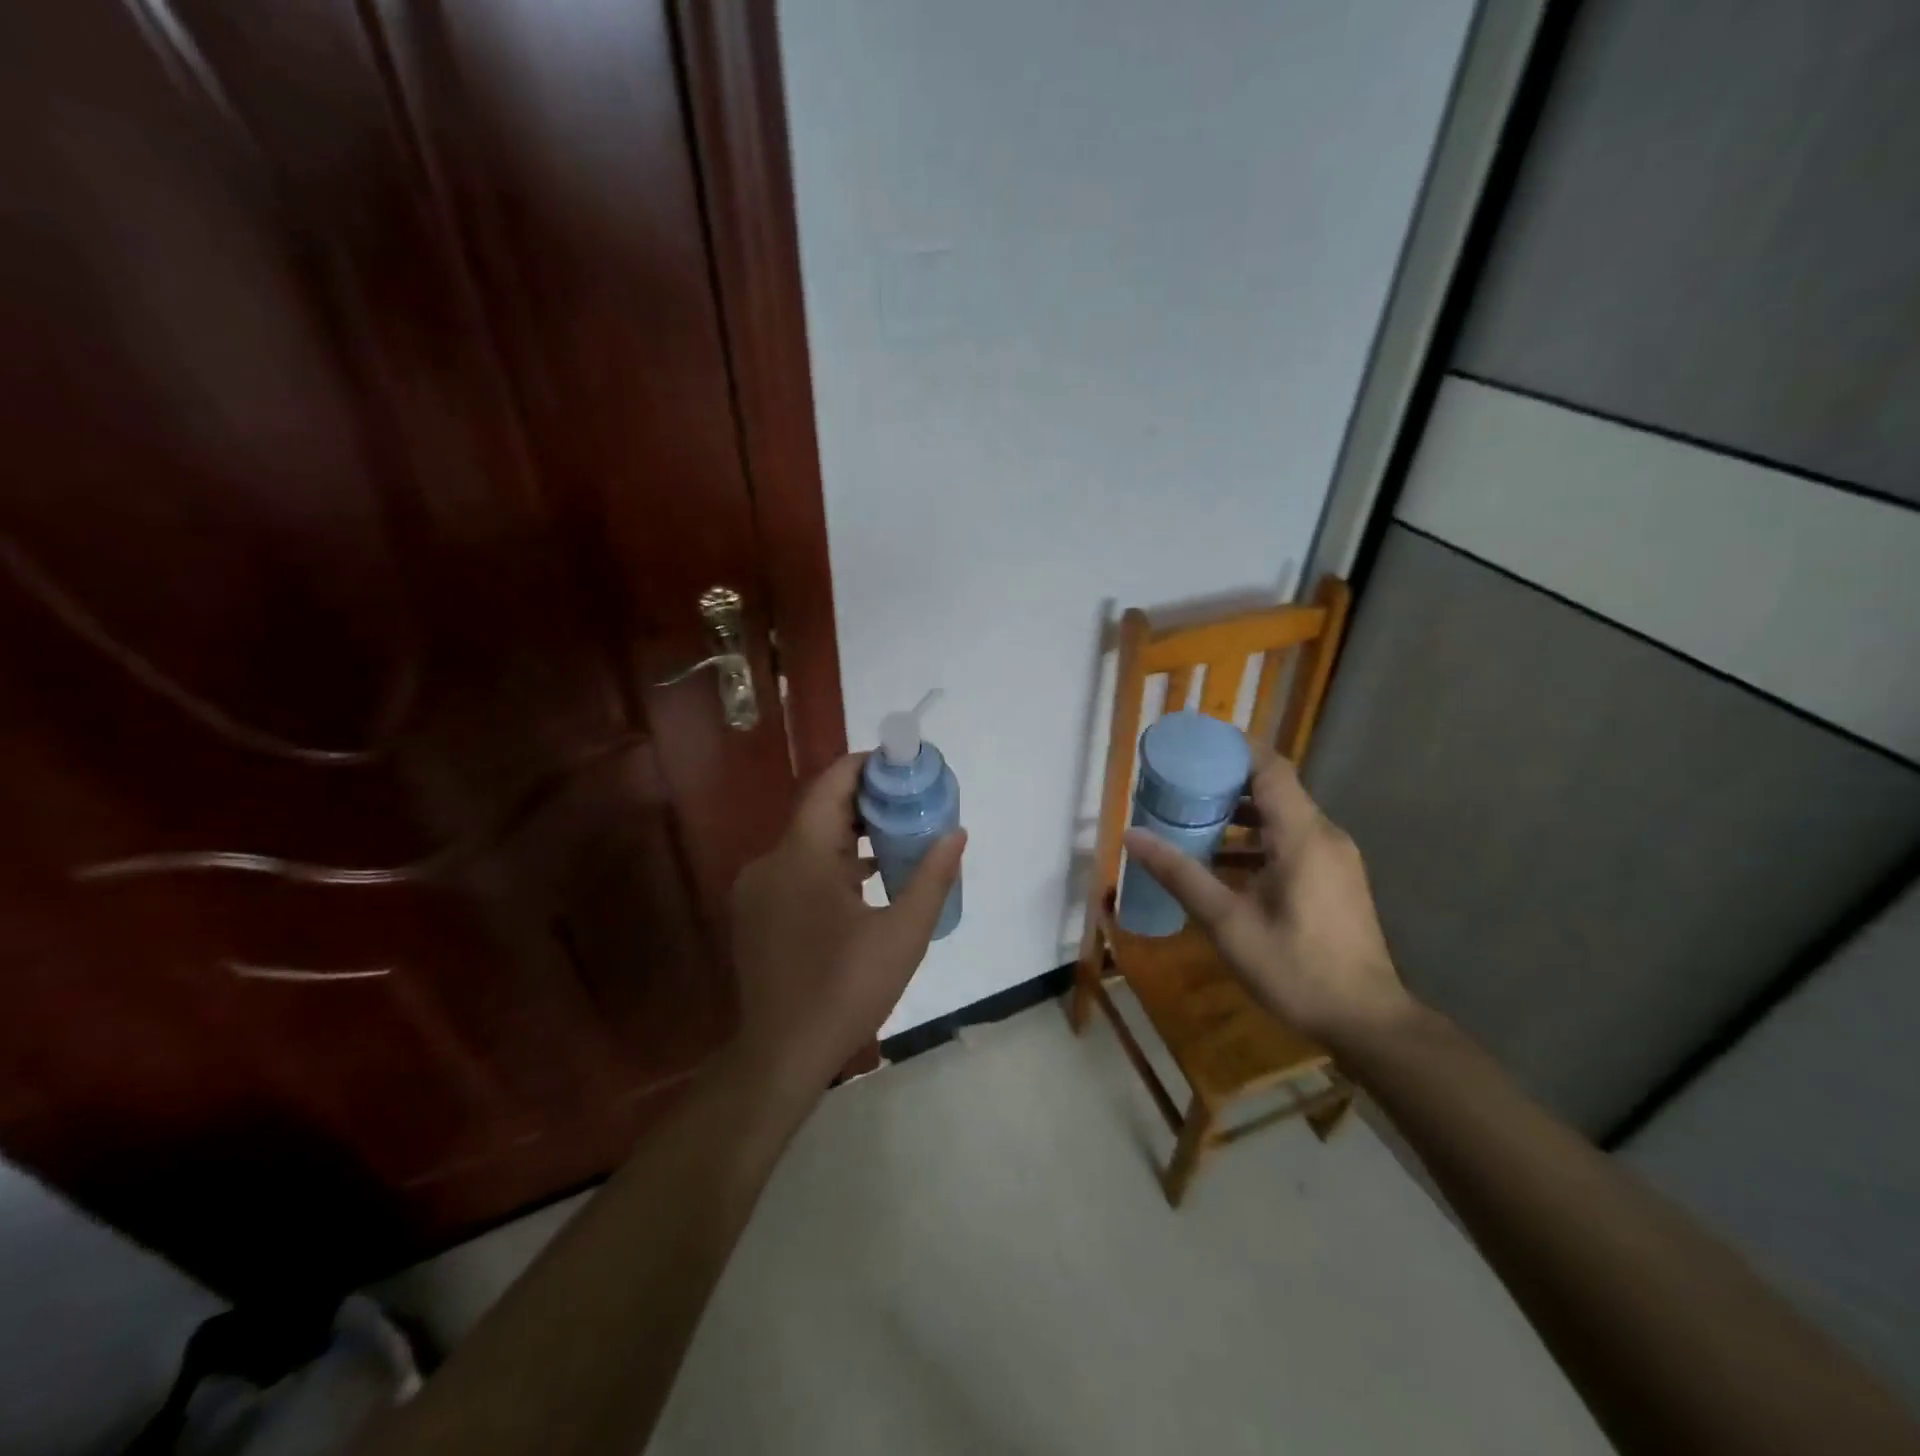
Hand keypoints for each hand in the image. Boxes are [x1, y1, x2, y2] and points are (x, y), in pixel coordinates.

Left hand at [730, 753, 965, 1095]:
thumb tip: (956, 833)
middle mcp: (771, 861)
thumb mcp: (903, 933)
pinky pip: (796, 870)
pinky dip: (830, 864)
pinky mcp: (756, 913)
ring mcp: (758, 889)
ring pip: (808, 843)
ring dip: (849, 836)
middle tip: (910, 801)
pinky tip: (865, 881)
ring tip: (897, 837)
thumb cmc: (846, 989)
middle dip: (865, 802)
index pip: (830, 785)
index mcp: (801, 856)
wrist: (782, 1055)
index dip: (865, 766)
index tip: (902, 765)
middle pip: (820, 812)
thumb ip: (932, 877)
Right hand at [1122, 755, 1411, 1047]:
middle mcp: (1324, 836)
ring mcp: (1334, 858)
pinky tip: (1221, 865)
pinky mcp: (1335, 879)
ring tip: (1191, 822)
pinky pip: (1291, 841)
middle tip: (1180, 785)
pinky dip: (1255, 841)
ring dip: (1238, 815)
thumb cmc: (1295, 967)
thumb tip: (1132, 837)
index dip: (1234, 748)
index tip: (1194, 744)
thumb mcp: (1227, 922)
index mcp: (1302, 835)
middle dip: (1225, 782)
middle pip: (1274, 788)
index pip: (1270, 768)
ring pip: (1282, 817)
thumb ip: (1180, 874)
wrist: (1366, 1021)